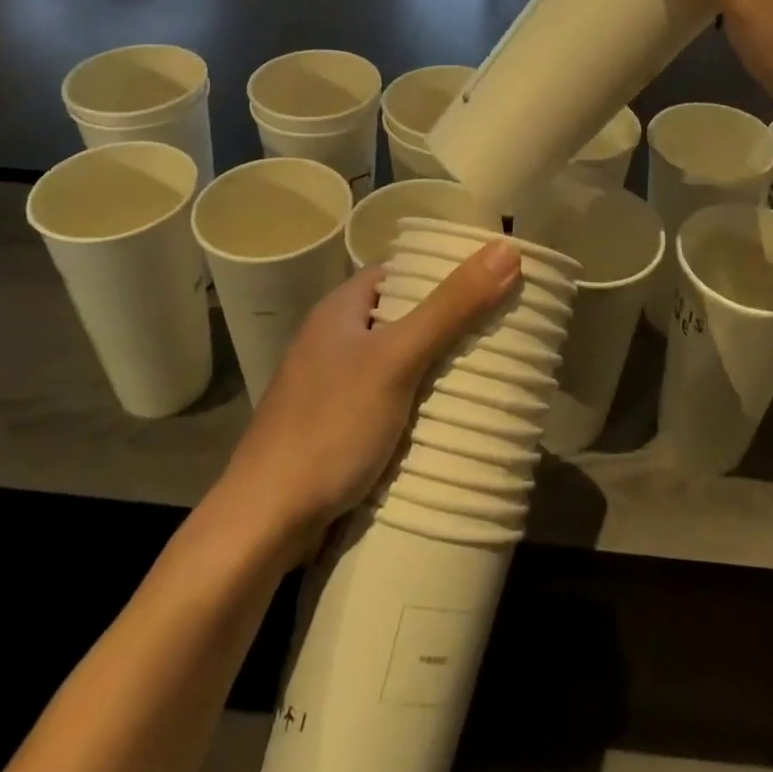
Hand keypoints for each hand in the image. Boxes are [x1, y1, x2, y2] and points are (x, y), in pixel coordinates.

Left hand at [212, 242, 520, 562]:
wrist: (264, 523)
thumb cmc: (329, 426)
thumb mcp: (396, 359)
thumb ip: (451, 307)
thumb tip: (507, 249)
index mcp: (340, 309)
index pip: (400, 271)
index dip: (443, 270)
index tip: (492, 277)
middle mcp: (334, 339)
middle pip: (403, 316)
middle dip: (449, 321)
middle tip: (502, 324)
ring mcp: (333, 385)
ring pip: (398, 361)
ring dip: (436, 364)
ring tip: (489, 366)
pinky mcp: (337, 425)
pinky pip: (390, 398)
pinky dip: (419, 400)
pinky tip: (449, 413)